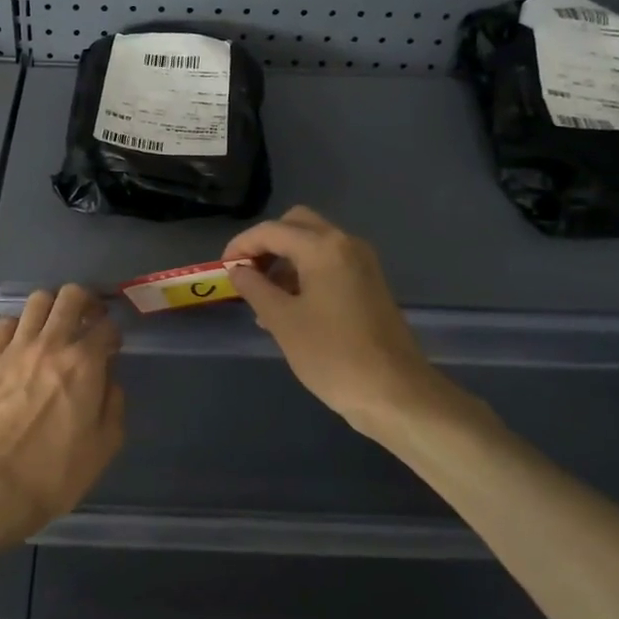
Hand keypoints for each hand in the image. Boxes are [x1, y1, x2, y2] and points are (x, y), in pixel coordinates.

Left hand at [0, 284, 125, 544]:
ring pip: (37, 301)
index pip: (107, 326)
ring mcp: (14, 349)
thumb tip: (108, 379)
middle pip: (72, 296)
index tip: (112, 345)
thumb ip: (114, 403)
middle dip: (86, 301)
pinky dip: (19, 327)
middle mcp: (51, 344)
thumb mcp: (104, 446)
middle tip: (88, 317)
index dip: (113, 332)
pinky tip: (22, 343)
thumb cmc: (55, 473)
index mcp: (84, 364)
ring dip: (52, 307)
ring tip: (54, 325)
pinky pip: (5, 324)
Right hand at [223, 206, 494, 443]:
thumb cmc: (333, 355)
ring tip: (263, 299)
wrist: (395, 393)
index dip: (241, 246)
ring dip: (285, 260)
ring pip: (314, 244)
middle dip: (266, 244)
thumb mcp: (282, 321)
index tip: (223, 270)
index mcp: (323, 247)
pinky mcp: (369, 285)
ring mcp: (362, 264)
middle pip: (297, 225)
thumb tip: (238, 271)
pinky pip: (329, 264)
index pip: (271, 230)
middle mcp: (346, 244)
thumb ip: (255, 288)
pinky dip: (305, 274)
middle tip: (246, 274)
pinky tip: (290, 308)